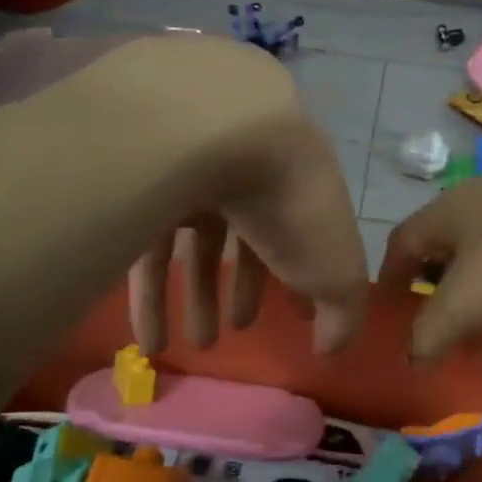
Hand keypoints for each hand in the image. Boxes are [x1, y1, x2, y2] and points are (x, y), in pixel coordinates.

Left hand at [128, 104, 366, 357]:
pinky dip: (149, 297)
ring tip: (191, 349)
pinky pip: (145, 245)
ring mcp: (190, 174)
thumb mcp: (335, 268)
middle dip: (242, 290)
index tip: (298, 316)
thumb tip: (330, 346)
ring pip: (193, 244)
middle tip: (236, 332)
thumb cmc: (292, 203)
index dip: (301, 278)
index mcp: (296, 184)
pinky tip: (148, 341)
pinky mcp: (140, 185)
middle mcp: (244, 174)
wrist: (223, 132)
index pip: (301, 234)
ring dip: (196, 300)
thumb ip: (342, 312)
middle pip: (242, 239)